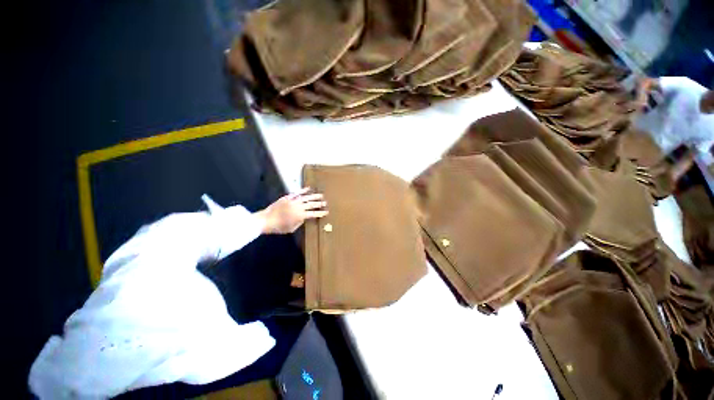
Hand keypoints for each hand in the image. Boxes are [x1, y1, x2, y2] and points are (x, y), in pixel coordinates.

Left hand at [256, 188, 328, 233]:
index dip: (321, 213)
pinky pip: (297, 193)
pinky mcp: (288, 197)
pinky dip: (303, 190)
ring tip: (321, 195)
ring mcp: (293, 201)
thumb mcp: (291, 228)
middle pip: (312, 204)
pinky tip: (308, 188)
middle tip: (325, 202)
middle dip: (319, 203)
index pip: (314, 214)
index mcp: (301, 216)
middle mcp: (299, 207)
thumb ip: (300, 222)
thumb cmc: (279, 227)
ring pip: (306, 197)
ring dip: (314, 196)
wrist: (266, 220)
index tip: (326, 212)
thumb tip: (304, 217)